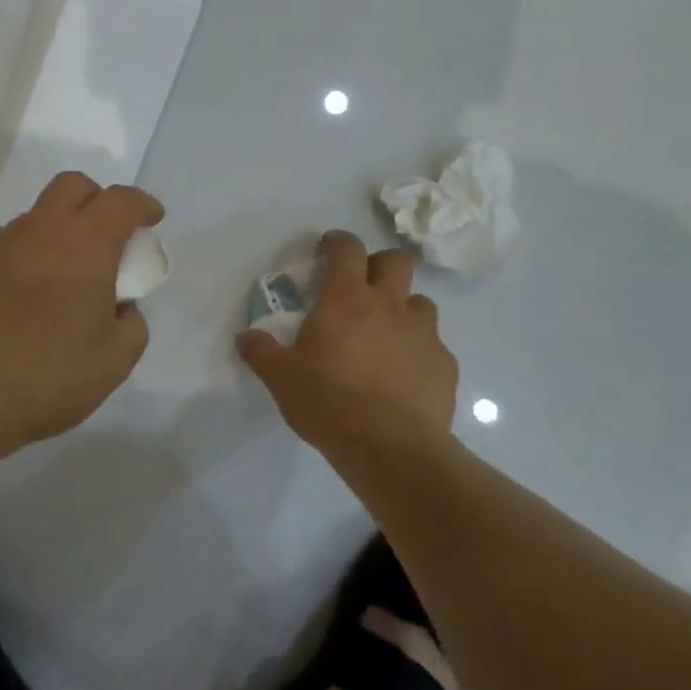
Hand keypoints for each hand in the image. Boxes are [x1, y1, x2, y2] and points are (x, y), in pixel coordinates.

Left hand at [0, 172, 163, 456]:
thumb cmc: (46, 376)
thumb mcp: (114, 361)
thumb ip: (131, 324)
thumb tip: (120, 306)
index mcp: (85, 244)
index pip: (121, 201)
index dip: (142, 204)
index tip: (152, 219)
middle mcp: (41, 231)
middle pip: (72, 186)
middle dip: (97, 199)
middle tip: (108, 236)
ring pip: (37, 216)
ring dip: (59, 230)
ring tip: (65, 276)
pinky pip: (8, 246)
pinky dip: (28, 257)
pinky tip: (26, 299)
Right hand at [236, 230, 458, 452]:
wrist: (391, 448)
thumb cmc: (329, 403)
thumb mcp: (281, 378)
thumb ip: (261, 352)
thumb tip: (245, 337)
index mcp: (346, 298)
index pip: (347, 248)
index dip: (337, 241)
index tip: (327, 250)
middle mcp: (389, 305)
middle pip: (396, 261)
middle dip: (380, 264)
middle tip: (363, 286)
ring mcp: (423, 333)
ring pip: (420, 302)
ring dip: (403, 309)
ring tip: (387, 334)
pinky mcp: (445, 364)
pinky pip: (434, 345)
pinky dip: (419, 351)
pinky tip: (405, 376)